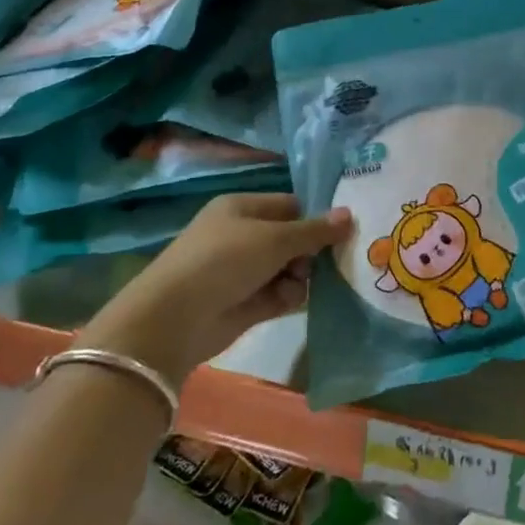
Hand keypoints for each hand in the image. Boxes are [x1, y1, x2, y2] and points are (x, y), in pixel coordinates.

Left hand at [77, 193, 352, 384]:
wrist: (175, 319)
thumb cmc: (224, 260)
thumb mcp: (274, 238)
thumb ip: (314, 230)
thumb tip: (349, 215)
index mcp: (242, 208)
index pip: (290, 206)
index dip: (315, 217)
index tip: (344, 231)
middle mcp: (243, 236)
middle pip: (293, 238)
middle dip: (312, 250)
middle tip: (331, 260)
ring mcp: (243, 271)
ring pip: (290, 268)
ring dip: (301, 276)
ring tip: (300, 283)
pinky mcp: (246, 303)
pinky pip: (280, 293)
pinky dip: (289, 296)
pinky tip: (289, 300)